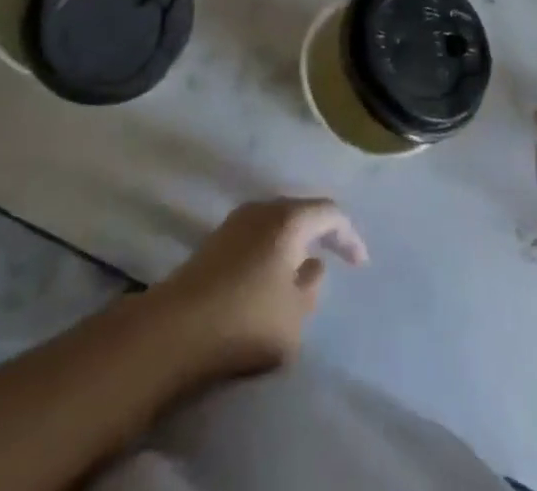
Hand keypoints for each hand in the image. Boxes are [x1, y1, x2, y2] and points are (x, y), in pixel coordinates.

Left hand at [151, 198, 367, 377]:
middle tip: (337, 255)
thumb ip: (311, 288)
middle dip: (321, 232)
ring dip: (295, 240)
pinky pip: (257, 234)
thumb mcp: (294, 316)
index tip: (360, 263)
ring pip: (277, 221)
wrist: (176, 328)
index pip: (329, 214)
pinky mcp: (216, 240)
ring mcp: (236, 221)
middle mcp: (263, 209)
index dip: (348, 236)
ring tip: (305, 265)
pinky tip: (271, 272)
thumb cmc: (246, 319)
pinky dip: (273, 248)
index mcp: (289, 219)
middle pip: (302, 211)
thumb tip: (312, 266)